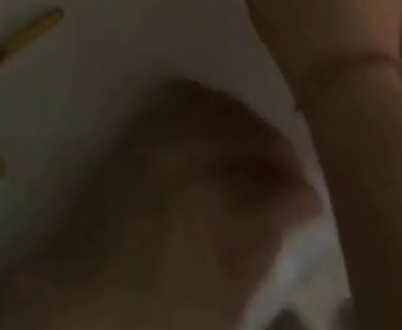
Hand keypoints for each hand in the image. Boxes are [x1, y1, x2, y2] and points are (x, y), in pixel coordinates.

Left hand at [45, 81, 319, 329]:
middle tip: (293, 177)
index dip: (301, 192)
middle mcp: (190, 153)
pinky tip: (222, 123)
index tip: (313, 202)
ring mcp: (161, 132)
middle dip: (280, 154)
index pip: (277, 183)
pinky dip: (211, 102)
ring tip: (261, 148)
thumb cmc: (162, 310)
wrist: (89, 296)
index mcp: (216, 202)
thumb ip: (263, 244)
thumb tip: (296, 207)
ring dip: (248, 124)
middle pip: (251, 135)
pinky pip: (184, 94)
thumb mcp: (226, 297)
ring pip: (221, 106)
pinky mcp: (140, 125)